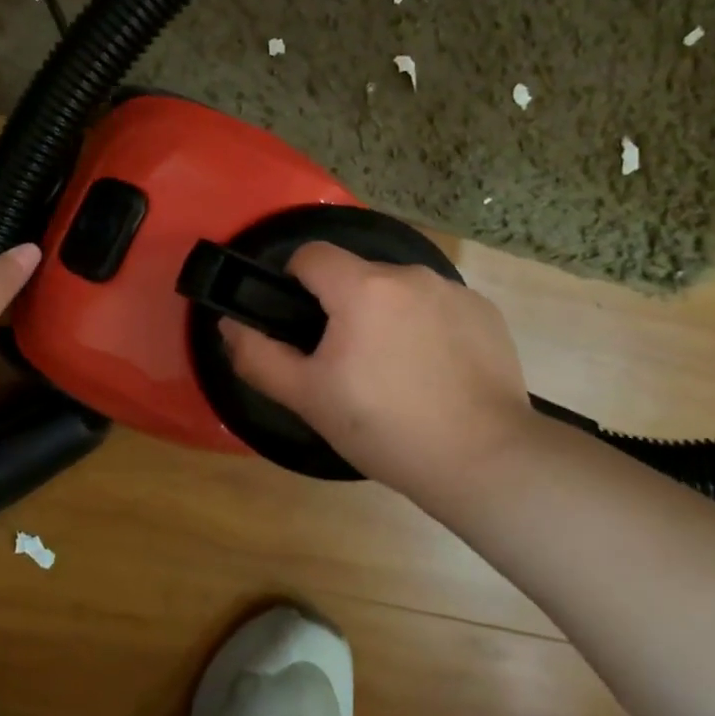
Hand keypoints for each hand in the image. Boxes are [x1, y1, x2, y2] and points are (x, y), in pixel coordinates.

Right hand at [220, 242, 535, 494]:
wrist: (484, 460)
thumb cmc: (384, 427)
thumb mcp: (307, 397)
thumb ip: (258, 355)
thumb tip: (229, 324)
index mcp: (362, 288)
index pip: (311, 255)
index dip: (294, 282)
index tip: (300, 325)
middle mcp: (410, 275)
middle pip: (356, 274)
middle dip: (342, 306)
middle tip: (346, 363)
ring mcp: (454, 291)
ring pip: (398, 290)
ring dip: (385, 315)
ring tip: (394, 371)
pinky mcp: (486, 313)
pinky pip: (437, 306)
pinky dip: (426, 327)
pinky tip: (433, 372)